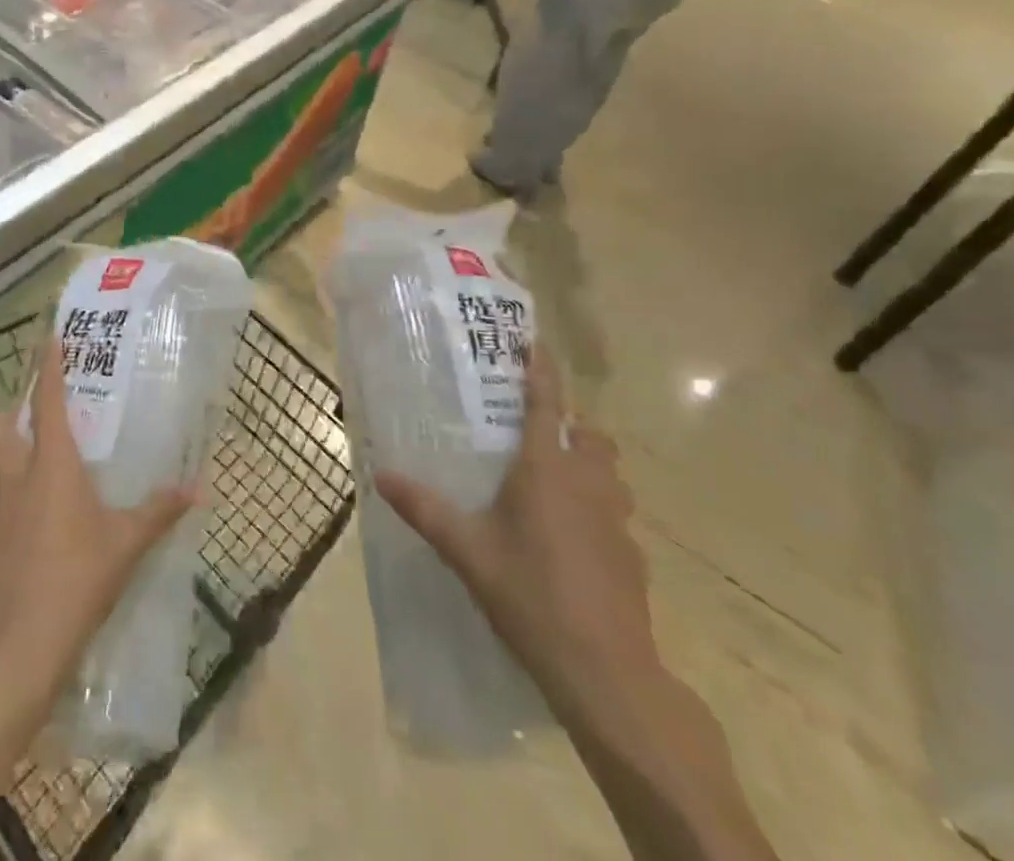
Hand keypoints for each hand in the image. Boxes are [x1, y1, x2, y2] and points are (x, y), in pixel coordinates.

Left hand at [0, 343, 195, 753]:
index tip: (47, 337)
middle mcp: (14, 478)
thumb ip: (159, 512)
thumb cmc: (75, 585)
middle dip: (8, 412)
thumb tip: (198, 487)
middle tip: (28, 414)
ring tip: (14, 463)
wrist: (11, 653)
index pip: (46, 401)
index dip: (47, 366)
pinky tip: (1, 525)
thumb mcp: (126, 547)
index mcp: (53, 466)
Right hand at [374, 346, 655, 706]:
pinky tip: (571, 544)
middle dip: (571, 426)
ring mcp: (618, 520)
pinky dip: (597, 512)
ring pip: (610, 475)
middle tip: (536, 437)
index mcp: (547, 468)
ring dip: (589, 468)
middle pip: (591, 436)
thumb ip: (424, 509)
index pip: (548, 402)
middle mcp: (588, 483)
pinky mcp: (633, 556)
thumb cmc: (530, 593)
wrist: (605, 670)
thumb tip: (381, 474)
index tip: (534, 342)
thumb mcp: (466, 550)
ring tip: (555, 486)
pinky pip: (615, 515)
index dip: (542, 369)